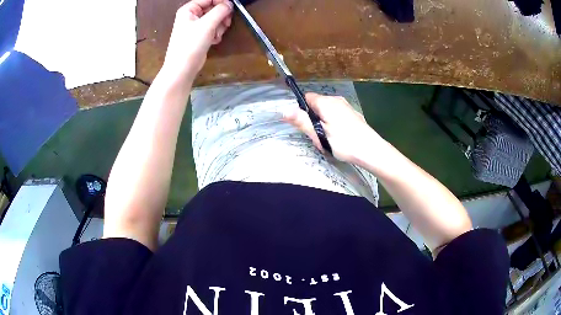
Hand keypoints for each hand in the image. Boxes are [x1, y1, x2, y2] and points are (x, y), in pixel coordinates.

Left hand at [161, 0, 232, 83]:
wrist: (182, 69)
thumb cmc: (190, 45)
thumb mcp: (207, 24)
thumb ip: (220, 11)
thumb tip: (230, 4)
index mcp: (189, 9)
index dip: (221, 2)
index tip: (231, 9)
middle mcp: (191, 16)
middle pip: (213, 8)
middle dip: (221, 16)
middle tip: (226, 23)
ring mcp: (195, 26)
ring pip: (215, 19)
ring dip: (220, 26)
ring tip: (216, 35)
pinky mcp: (200, 36)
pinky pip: (213, 29)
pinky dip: (216, 33)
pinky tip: (214, 40)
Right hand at [283, 93, 384, 163]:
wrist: (371, 150)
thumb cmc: (344, 142)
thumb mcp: (319, 134)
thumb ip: (302, 121)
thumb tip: (284, 110)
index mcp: (326, 102)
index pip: (307, 97)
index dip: (302, 110)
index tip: (306, 126)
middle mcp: (336, 100)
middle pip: (317, 105)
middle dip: (313, 119)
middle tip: (318, 137)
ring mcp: (346, 107)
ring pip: (327, 112)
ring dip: (323, 124)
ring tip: (329, 141)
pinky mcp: (353, 114)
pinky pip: (336, 116)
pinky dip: (333, 125)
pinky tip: (339, 139)